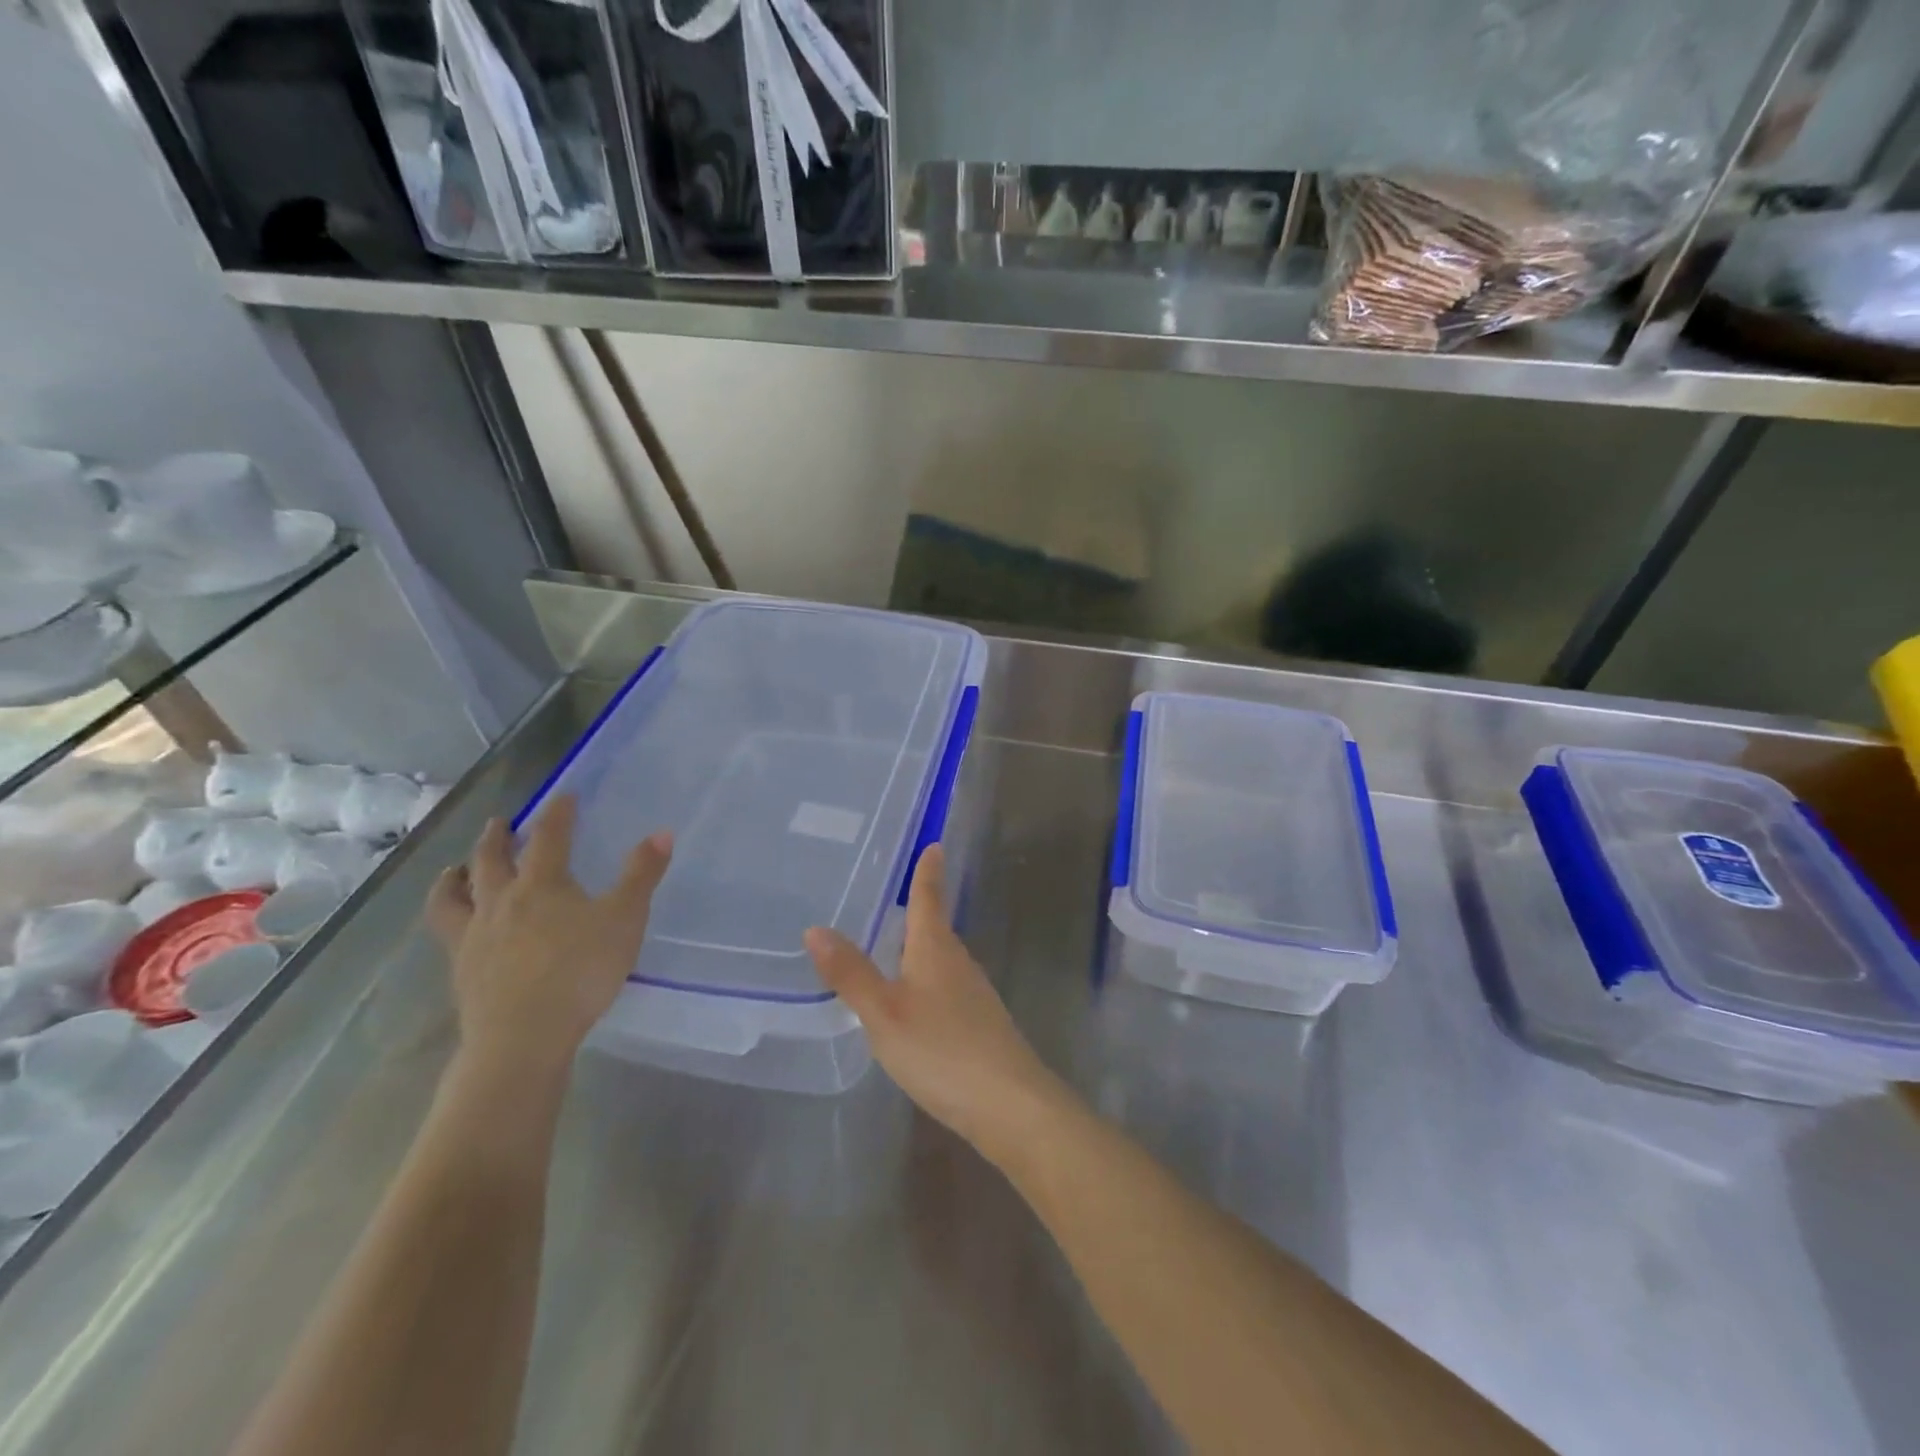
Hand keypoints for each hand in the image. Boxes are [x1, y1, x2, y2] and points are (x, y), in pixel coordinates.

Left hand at [427, 796, 671, 1079]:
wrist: (522, 1036)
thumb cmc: (580, 971)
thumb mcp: (625, 919)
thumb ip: (642, 875)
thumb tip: (661, 832)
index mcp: (542, 884)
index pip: (549, 836)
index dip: (558, 813)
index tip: (564, 796)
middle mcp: (500, 901)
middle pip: (489, 860)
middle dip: (496, 838)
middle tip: (500, 823)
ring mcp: (474, 937)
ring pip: (453, 897)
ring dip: (454, 878)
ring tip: (455, 871)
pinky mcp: (462, 971)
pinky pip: (448, 935)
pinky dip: (451, 920)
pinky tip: (461, 931)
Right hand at [804, 845, 1064, 1159]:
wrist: (1010, 1104)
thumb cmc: (942, 1049)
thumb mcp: (884, 1013)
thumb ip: (851, 973)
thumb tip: (815, 927)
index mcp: (936, 949)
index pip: (929, 898)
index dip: (927, 872)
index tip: (934, 845)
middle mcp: (959, 962)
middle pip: (937, 927)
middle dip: (921, 908)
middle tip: (898, 892)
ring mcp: (974, 994)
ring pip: (942, 959)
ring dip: (923, 946)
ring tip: (897, 942)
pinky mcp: (980, 1024)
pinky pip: (947, 987)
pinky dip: (928, 980)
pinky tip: (916, 1000)